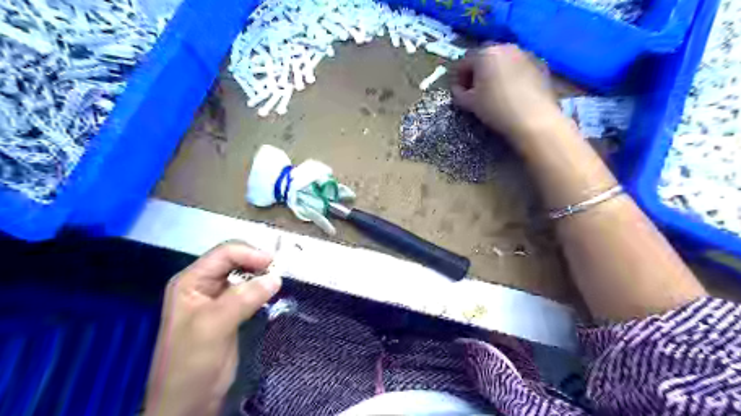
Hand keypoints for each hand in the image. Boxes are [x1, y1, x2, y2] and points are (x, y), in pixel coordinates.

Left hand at [143, 240, 280, 414]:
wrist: (188, 402)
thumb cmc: (191, 362)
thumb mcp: (213, 326)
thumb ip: (243, 298)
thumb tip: (276, 278)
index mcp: (191, 281)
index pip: (225, 253)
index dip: (250, 254)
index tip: (274, 265)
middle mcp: (204, 285)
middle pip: (236, 261)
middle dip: (258, 263)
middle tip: (279, 272)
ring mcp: (217, 298)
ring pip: (245, 276)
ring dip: (262, 276)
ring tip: (278, 282)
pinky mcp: (231, 312)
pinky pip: (250, 291)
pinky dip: (262, 289)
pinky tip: (271, 294)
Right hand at [452, 41, 562, 152]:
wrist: (534, 119)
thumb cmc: (496, 109)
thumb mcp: (470, 104)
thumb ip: (459, 93)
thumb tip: (457, 88)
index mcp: (485, 54)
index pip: (464, 62)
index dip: (458, 77)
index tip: (460, 92)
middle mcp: (505, 47)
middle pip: (485, 56)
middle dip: (478, 70)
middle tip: (476, 89)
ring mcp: (525, 53)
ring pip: (504, 59)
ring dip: (496, 71)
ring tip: (496, 90)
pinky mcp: (540, 63)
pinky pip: (519, 66)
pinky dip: (513, 74)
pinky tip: (513, 91)